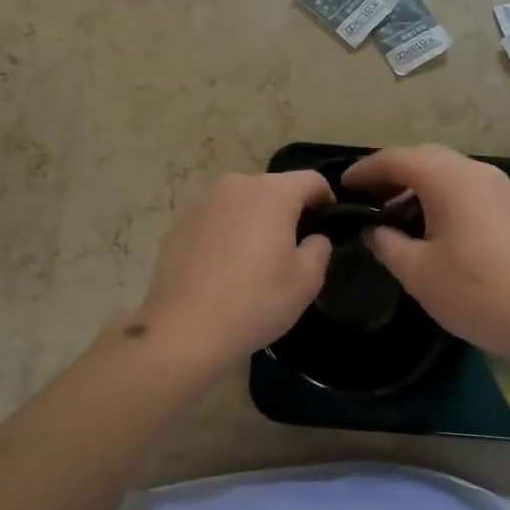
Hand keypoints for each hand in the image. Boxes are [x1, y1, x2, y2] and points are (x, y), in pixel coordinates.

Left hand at [130, 170, 334, 371]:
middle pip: (274, 189)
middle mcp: (236, 186)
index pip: (312, 180)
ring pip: (242, 204)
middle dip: (288, 212)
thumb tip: (313, 238)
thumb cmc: (255, 300)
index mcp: (272, 192)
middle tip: (294, 249)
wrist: (185, 328)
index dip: (327, 200)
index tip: (329, 226)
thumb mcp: (306, 280)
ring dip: (255, 222)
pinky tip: (224, 270)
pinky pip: (216, 221)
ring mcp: (204, 203)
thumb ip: (319, 249)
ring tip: (257, 261)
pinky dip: (227, 235)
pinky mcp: (180, 224)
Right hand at [344, 145, 509, 360]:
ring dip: (417, 186)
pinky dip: (441, 197)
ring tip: (394, 217)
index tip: (342, 186)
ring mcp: (502, 188)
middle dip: (391, 173)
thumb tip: (373, 229)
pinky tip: (432, 229)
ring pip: (448, 173)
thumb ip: (386, 243)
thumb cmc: (478, 293)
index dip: (365, 170)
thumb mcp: (418, 272)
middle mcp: (477, 172)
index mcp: (449, 178)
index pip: (396, 158)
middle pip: (424, 157)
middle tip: (366, 197)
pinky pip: (468, 189)